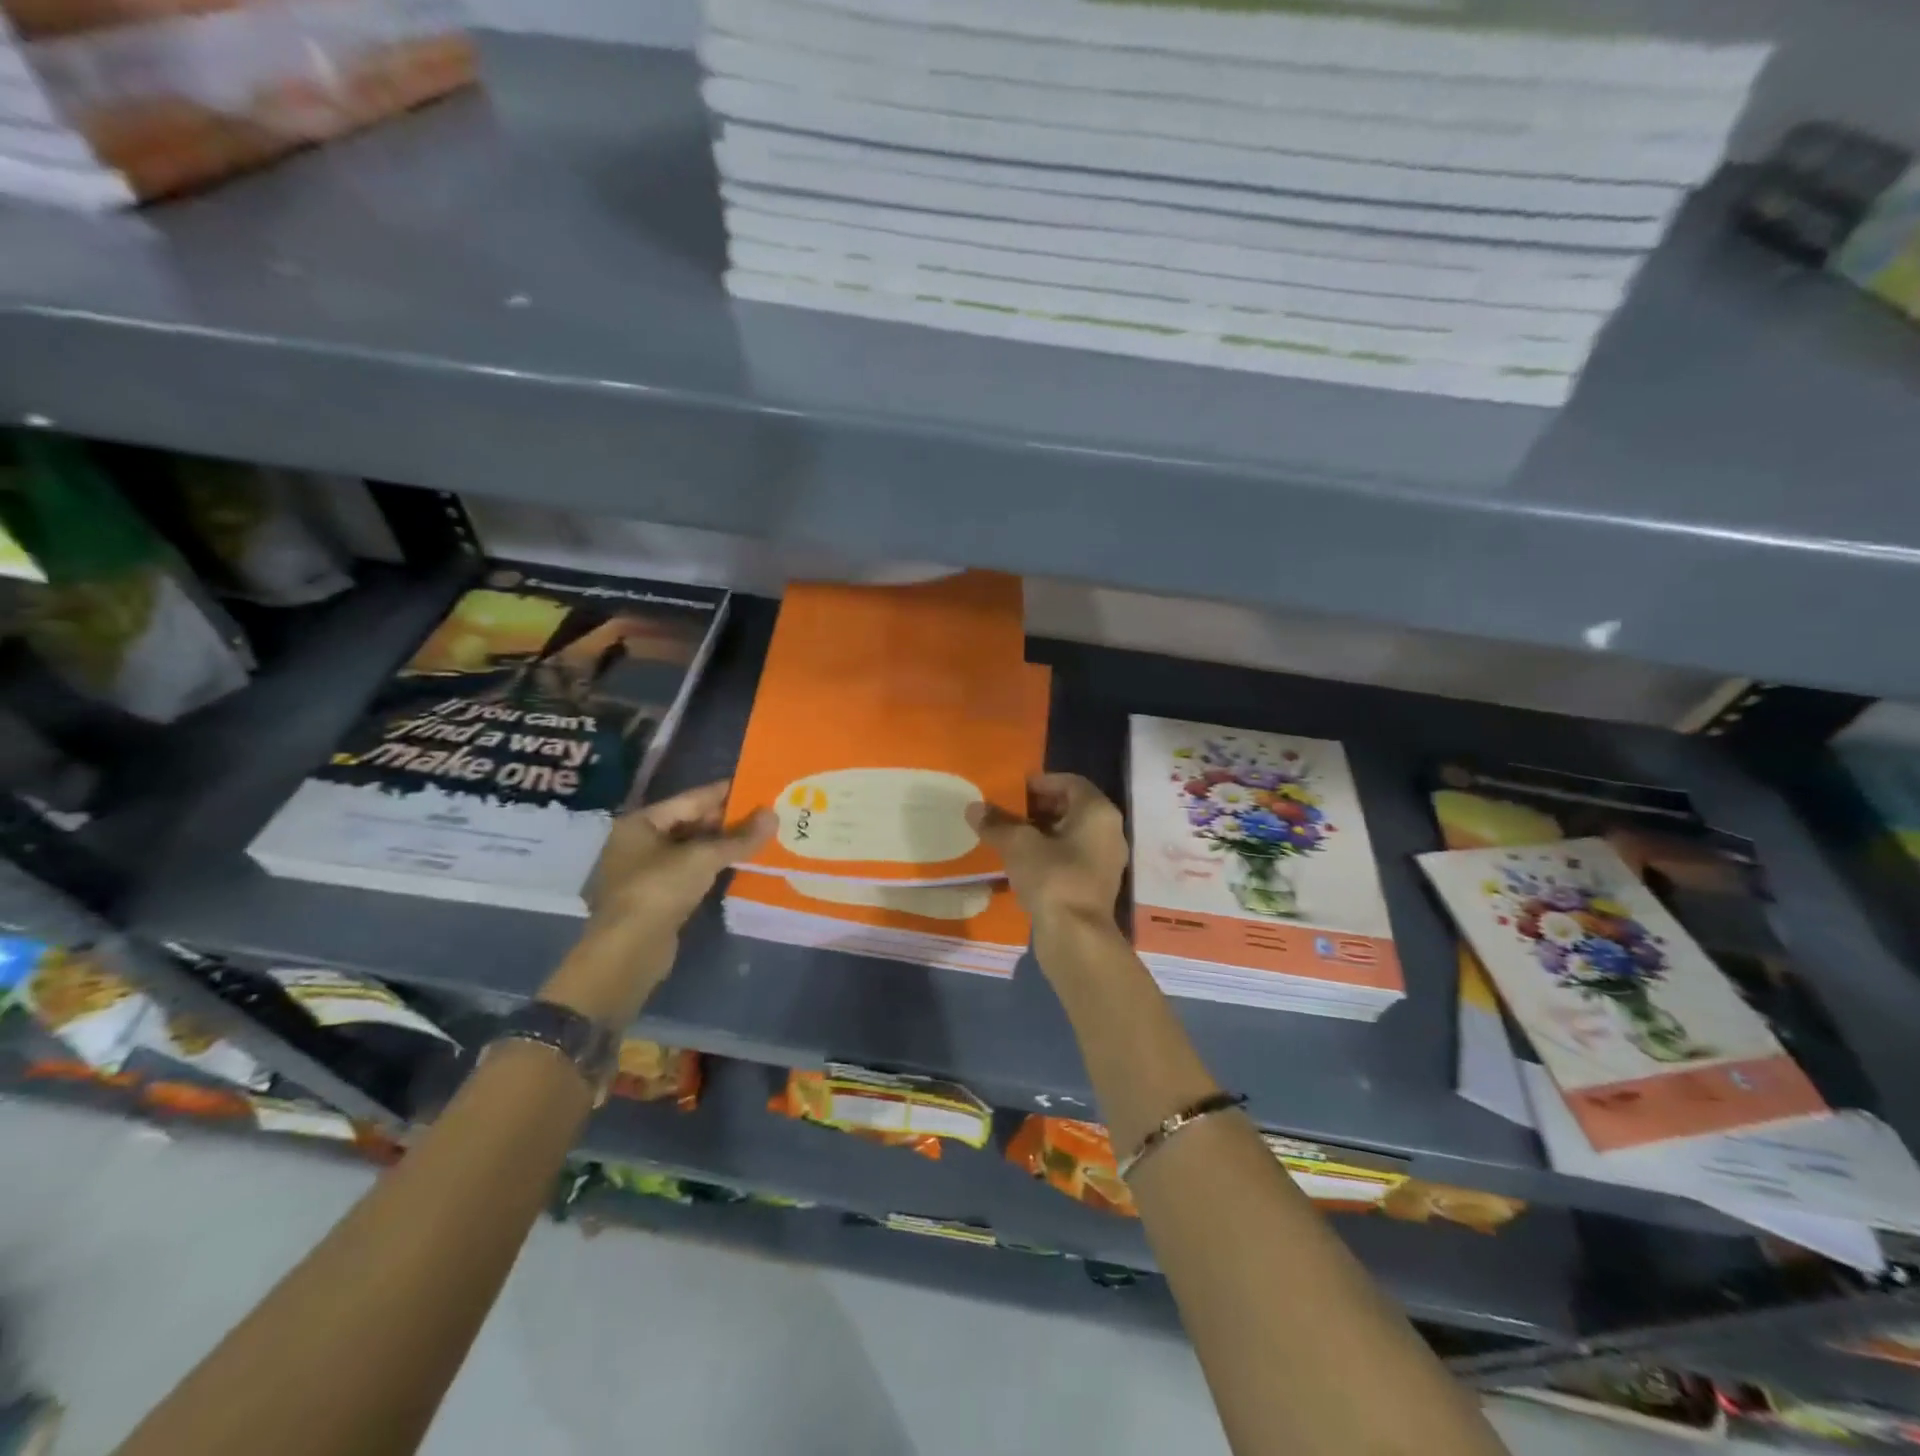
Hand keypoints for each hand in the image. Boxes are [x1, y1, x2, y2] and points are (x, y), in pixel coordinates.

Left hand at [587, 780, 774, 929]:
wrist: (629, 950)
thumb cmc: (660, 890)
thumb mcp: (704, 858)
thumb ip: (740, 837)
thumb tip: (774, 815)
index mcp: (641, 822)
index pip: (691, 798)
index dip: (725, 793)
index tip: (757, 786)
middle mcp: (638, 842)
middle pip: (690, 823)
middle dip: (727, 820)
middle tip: (765, 814)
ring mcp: (645, 871)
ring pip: (691, 849)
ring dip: (722, 845)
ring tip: (759, 837)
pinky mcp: (656, 897)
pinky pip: (690, 872)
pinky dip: (712, 867)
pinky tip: (739, 864)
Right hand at [967, 773, 1127, 928]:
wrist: (1076, 937)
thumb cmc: (1052, 878)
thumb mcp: (1018, 845)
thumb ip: (996, 823)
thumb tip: (973, 808)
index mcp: (1098, 812)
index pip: (1070, 782)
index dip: (1040, 782)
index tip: (1013, 790)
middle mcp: (1108, 831)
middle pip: (1071, 808)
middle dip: (1038, 808)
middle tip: (1007, 812)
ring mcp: (1105, 861)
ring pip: (1070, 835)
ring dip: (1041, 833)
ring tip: (1009, 837)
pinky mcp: (1095, 885)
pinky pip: (1070, 858)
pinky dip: (1048, 855)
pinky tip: (1021, 864)